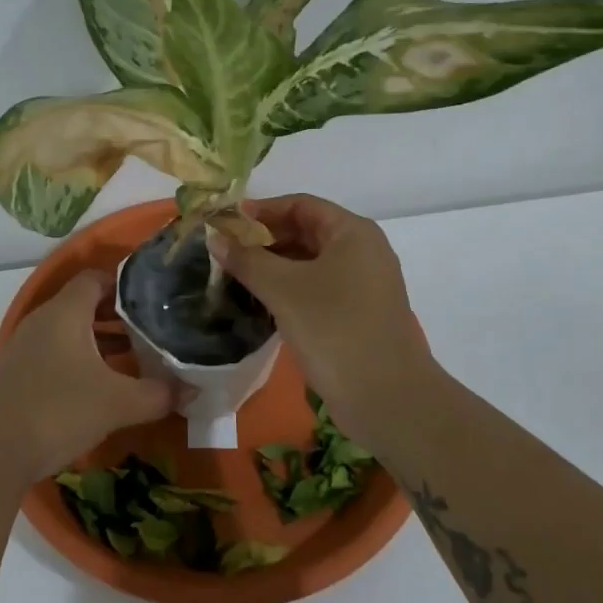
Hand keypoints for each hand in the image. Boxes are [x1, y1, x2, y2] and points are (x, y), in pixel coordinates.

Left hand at [0, 270, 171, 481]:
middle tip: (151, 330)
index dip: (124, 284)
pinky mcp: (17, 374)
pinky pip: (55, 353)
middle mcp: (43, 321)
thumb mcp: (118, 403)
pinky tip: (100, 386)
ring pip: (69, 331)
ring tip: (134, 358)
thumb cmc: (58, 410)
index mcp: (65, 311)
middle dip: (118, 316)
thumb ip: (159, 393)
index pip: (95, 278)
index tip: (153, 299)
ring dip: (99, 341)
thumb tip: (193, 388)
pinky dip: (80, 360)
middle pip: (83, 304)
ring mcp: (25, 348)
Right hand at [210, 194, 434, 425]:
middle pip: (306, 231)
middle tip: (225, 251)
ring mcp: (364, 284)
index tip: (225, 223)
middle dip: (265, 239)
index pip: (300, 205)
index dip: (261, 210)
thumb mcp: (284, 290)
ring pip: (311, 262)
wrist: (387, 398)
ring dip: (274, 265)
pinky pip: (318, 287)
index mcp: (352, 232)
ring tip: (235, 275)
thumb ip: (247, 259)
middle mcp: (363, 251)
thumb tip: (215, 237)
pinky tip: (261, 302)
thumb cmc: (334, 330)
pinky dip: (289, 288)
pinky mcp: (359, 313)